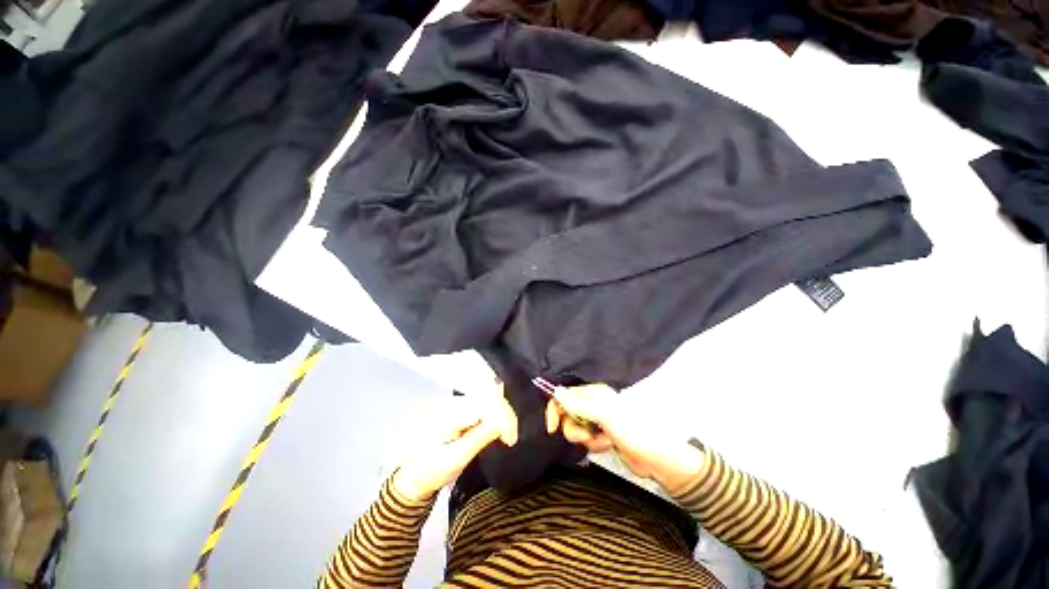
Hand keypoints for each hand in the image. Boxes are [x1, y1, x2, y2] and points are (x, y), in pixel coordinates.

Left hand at [393, 386, 517, 501]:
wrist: (409, 477)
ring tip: (504, 432)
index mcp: (446, 413)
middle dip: (505, 415)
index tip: (511, 440)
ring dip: (500, 412)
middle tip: (510, 438)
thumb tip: (504, 422)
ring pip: (485, 395)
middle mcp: (448, 400)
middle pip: (487, 396)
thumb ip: (480, 437)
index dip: (505, 419)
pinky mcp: (453, 403)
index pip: (485, 405)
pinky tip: (495, 422)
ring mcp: (450, 399)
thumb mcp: (456, 460)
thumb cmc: (431, 472)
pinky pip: (479, 399)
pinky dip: (492, 409)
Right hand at [545, 383, 703, 492]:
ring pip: (576, 429)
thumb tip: (556, 390)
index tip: (552, 428)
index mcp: (594, 392)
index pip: (565, 395)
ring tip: (603, 441)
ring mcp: (597, 420)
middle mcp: (593, 403)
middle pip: (568, 414)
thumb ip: (576, 404)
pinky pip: (586, 439)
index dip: (556, 409)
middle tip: (586, 435)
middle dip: (575, 428)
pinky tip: (608, 446)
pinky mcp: (601, 436)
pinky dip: (594, 445)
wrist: (654, 457)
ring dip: (587, 438)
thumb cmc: (630, 429)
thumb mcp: (602, 414)